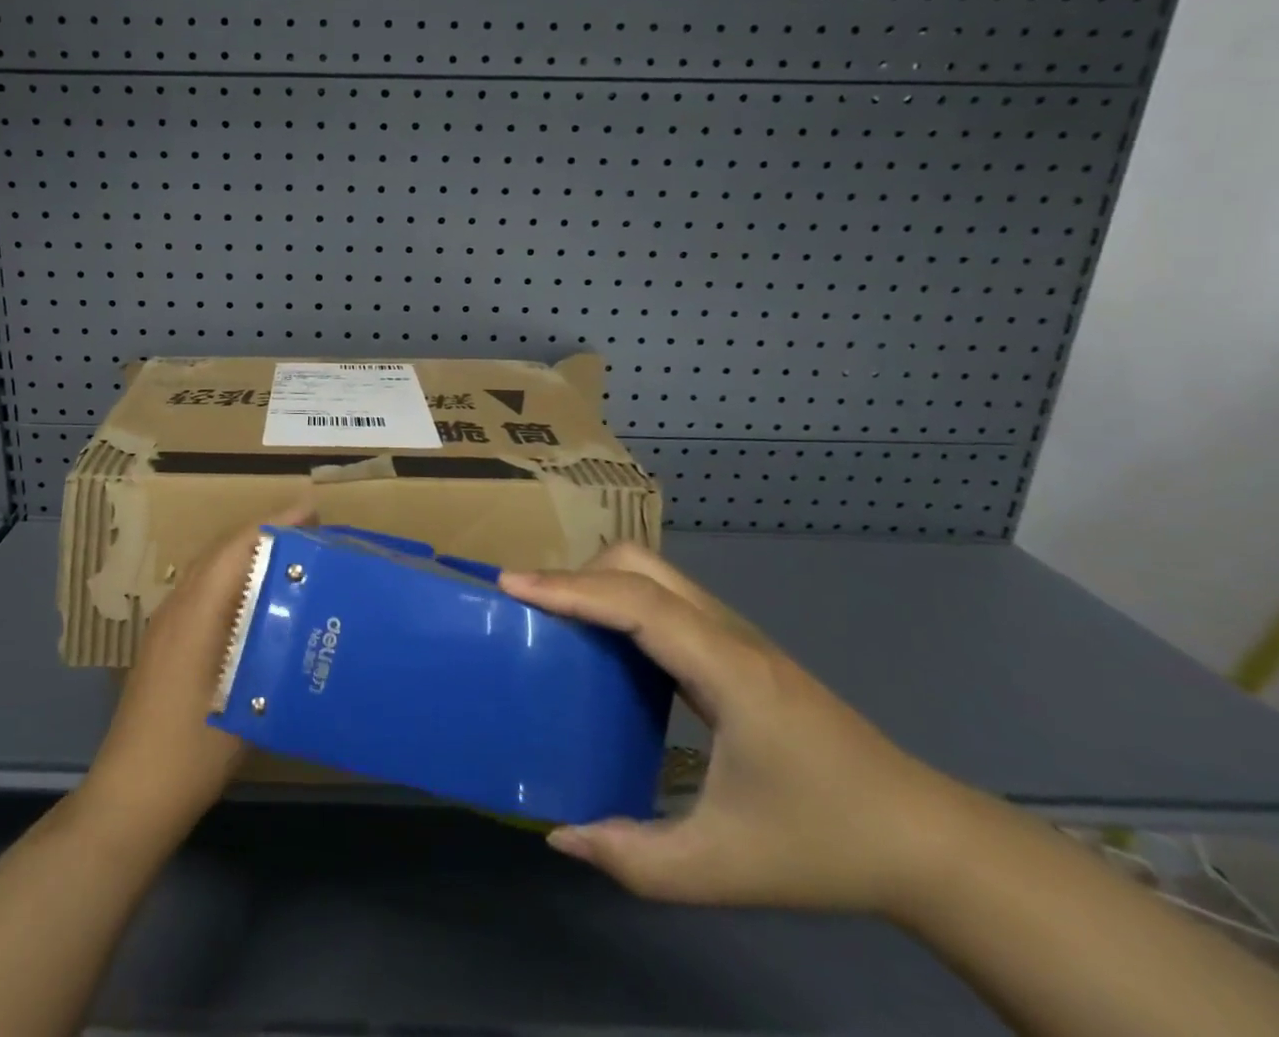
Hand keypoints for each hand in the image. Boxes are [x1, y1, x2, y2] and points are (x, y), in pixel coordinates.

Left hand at [76, 504, 311, 845]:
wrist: (129, 797)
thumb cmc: (191, 753)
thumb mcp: (247, 703)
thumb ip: (274, 655)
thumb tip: (311, 619)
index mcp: (196, 613)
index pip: (237, 547)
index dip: (275, 524)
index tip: (313, 511)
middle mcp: (177, 607)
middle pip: (221, 549)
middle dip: (265, 532)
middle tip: (312, 531)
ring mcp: (166, 624)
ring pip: (209, 567)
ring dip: (248, 552)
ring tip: (291, 556)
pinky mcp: (164, 643)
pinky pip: (202, 588)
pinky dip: (233, 576)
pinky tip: (257, 599)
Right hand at [501, 544, 970, 916]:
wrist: (921, 838)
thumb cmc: (824, 844)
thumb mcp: (724, 868)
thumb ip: (636, 858)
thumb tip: (560, 833)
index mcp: (726, 670)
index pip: (635, 601)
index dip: (569, 587)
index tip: (511, 584)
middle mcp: (727, 633)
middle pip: (641, 563)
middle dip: (578, 573)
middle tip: (533, 607)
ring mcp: (735, 634)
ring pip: (654, 572)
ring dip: (599, 582)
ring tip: (557, 619)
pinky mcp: (736, 647)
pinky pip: (665, 599)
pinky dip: (622, 600)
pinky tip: (607, 645)